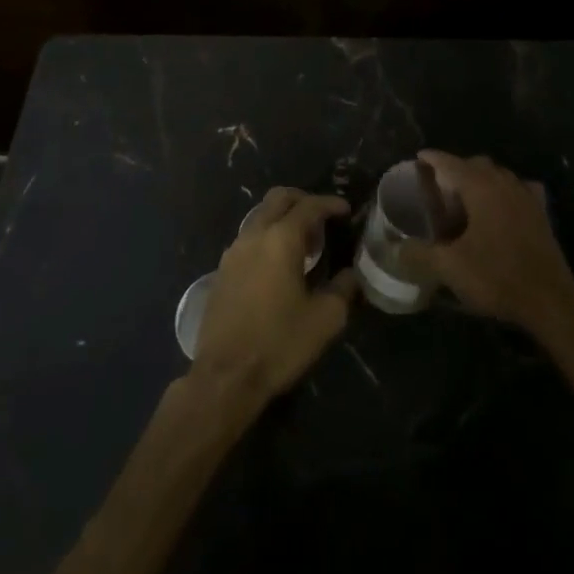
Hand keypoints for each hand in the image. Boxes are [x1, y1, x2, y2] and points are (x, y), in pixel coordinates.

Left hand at [190, 188, 356, 410]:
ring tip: (305, 244)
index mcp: (281, 239)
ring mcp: (234, 251)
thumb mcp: (325, 319)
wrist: (225, 376)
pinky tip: (279, 264)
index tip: (346, 210)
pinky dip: (268, 236)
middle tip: (324, 219)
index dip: (330, 204)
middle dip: (304, 200)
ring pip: (261, 216)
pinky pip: (249, 237)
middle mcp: (254, 235)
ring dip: (284, 218)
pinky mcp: (222, 269)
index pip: (309, 206)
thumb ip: (343, 289)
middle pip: (279, 198)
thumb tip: (351, 274)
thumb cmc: (279, 343)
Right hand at [401, 150, 573, 335]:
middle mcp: (505, 184)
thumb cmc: (497, 277)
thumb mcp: (450, 268)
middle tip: (439, 184)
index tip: (419, 157)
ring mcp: (527, 197)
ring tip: (466, 194)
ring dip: (481, 177)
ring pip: (500, 174)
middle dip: (457, 167)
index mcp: (481, 188)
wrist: (550, 302)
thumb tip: (394, 248)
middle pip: (477, 164)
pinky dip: (507, 189)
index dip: (434, 158)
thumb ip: (419, 254)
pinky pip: (520, 188)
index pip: (451, 163)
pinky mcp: (541, 214)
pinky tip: (503, 203)